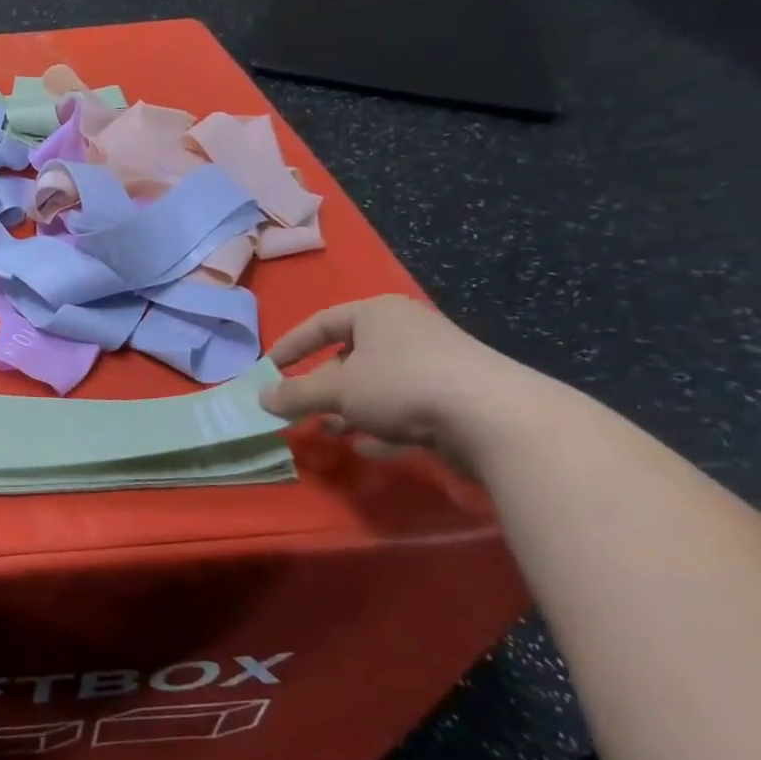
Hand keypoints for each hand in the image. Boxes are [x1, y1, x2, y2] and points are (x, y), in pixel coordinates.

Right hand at [261, 296, 542, 467]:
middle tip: (298, 408)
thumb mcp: (337, 390)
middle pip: (350, 356)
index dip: (291, 346)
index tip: (268, 369)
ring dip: (349, 410)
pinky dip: (383, 425)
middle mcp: (408, 331)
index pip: (321, 323)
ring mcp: (437, 364)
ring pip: (378, 385)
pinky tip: (368, 447)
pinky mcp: (458, 398)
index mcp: (378, 313)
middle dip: (321, 386)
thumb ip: (296, 394)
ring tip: (328, 431)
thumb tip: (262, 398)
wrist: (498, 420)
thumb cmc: (403, 386)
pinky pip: (406, 408)